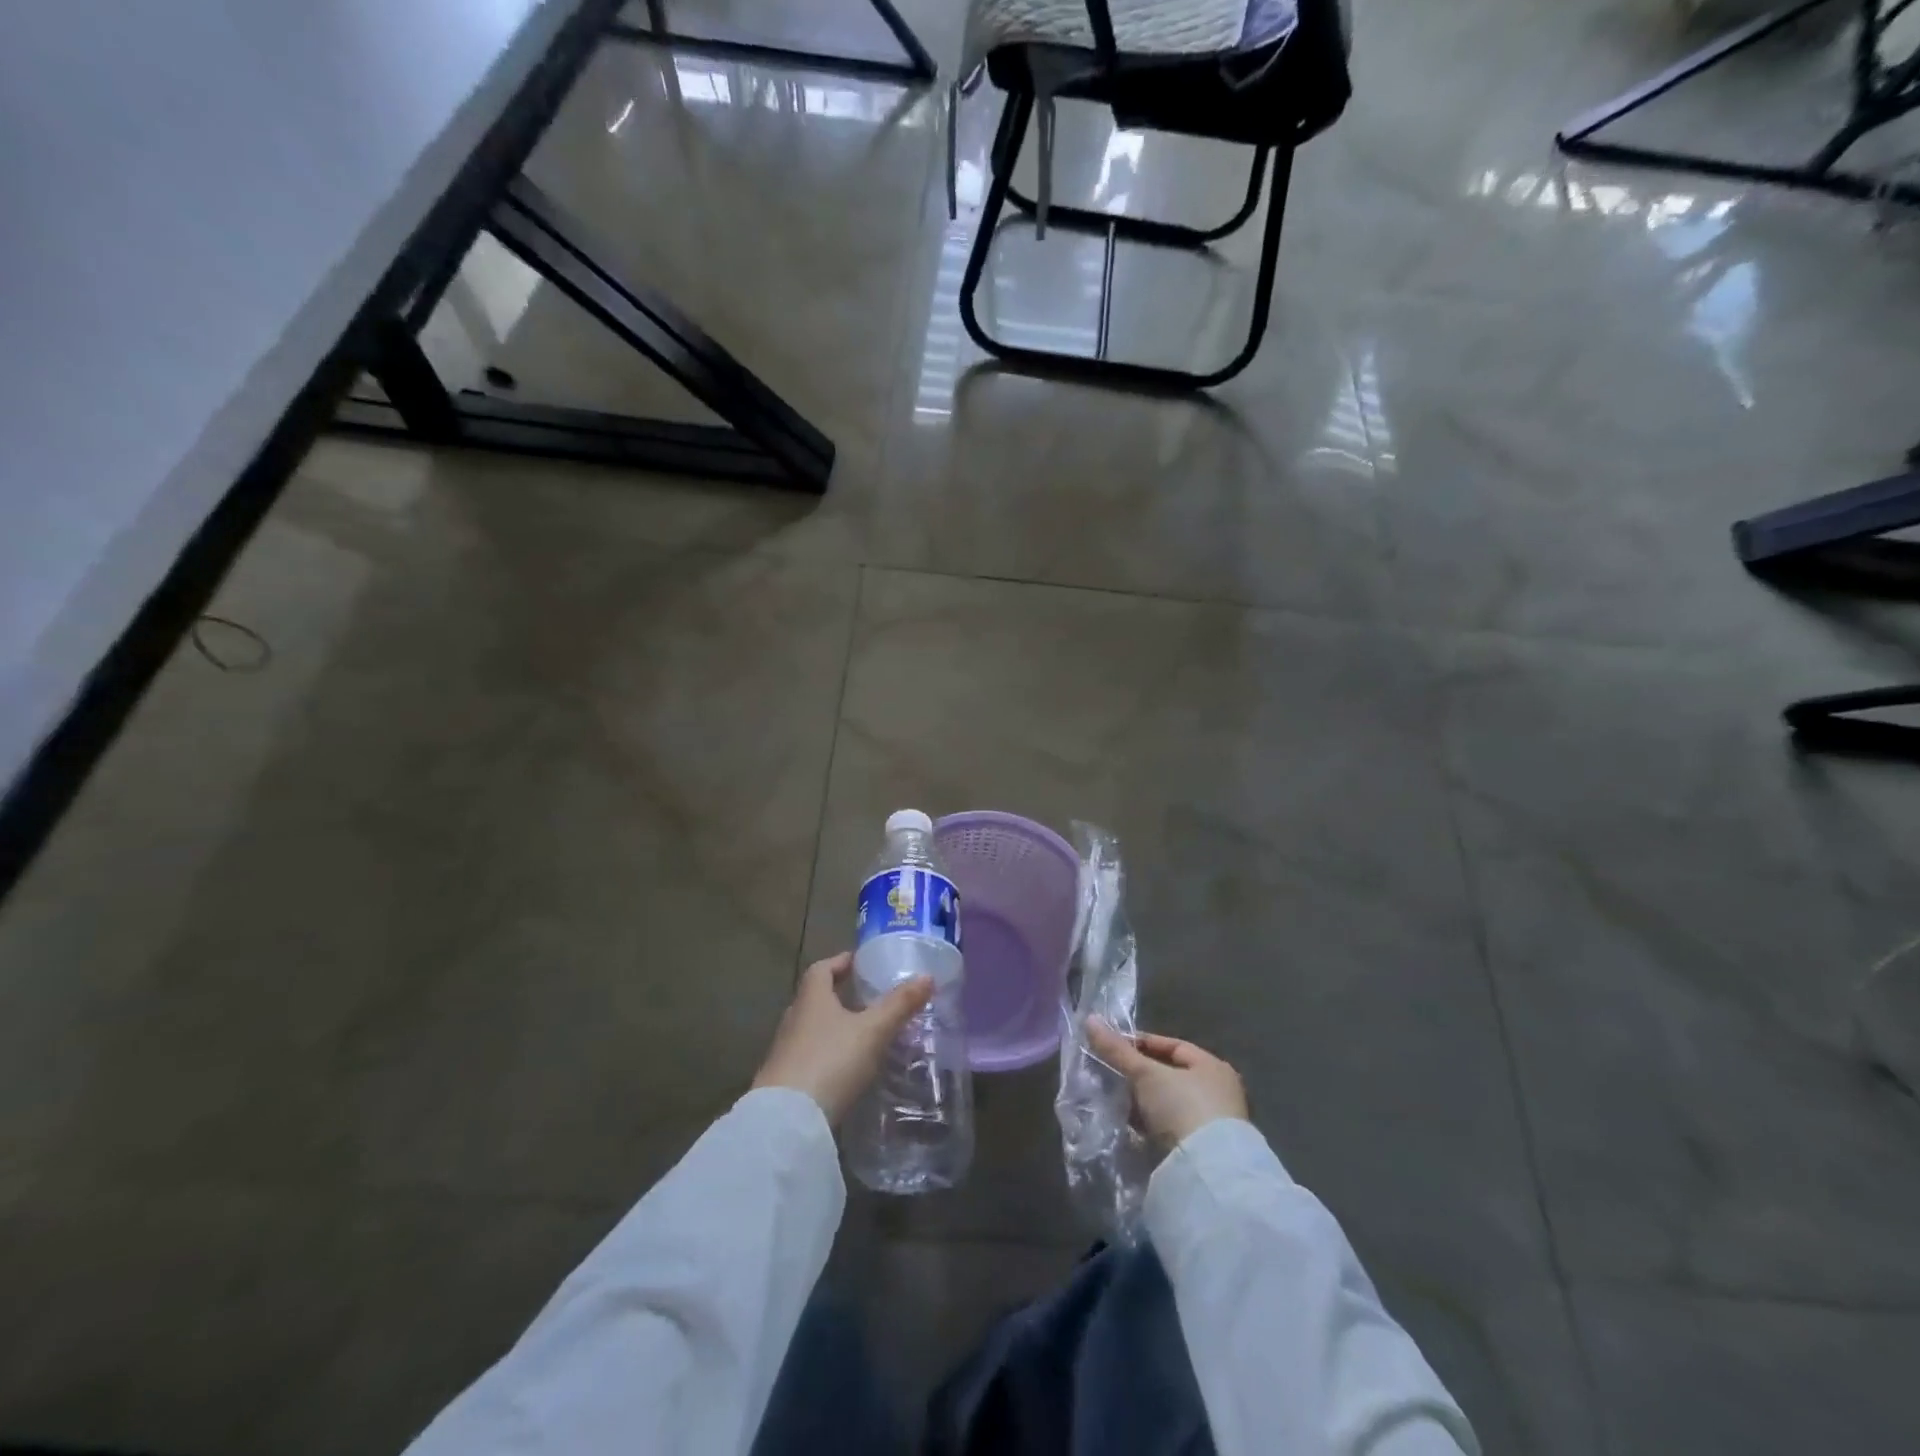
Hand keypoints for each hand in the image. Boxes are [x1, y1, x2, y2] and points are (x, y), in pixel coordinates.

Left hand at [754, 952, 932, 1125]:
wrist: (786, 1121)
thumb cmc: (830, 1062)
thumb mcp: (872, 1031)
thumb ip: (899, 1005)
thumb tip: (927, 976)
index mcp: (812, 998)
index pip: (822, 968)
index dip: (841, 961)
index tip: (860, 962)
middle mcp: (794, 1019)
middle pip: (816, 998)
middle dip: (840, 995)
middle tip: (868, 998)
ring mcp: (785, 1052)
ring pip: (813, 1028)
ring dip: (834, 1026)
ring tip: (864, 1033)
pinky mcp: (785, 1081)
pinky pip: (810, 1056)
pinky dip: (828, 1054)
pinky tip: (846, 1068)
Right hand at [1085, 1017, 1248, 1149]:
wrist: (1206, 1171)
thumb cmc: (1181, 1107)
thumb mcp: (1146, 1074)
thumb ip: (1118, 1050)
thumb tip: (1090, 1020)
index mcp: (1212, 1066)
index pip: (1172, 1046)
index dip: (1141, 1043)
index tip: (1113, 1047)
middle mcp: (1217, 1091)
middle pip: (1169, 1075)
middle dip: (1139, 1075)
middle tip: (1110, 1073)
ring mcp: (1210, 1123)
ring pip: (1167, 1102)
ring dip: (1143, 1101)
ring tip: (1115, 1099)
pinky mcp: (1201, 1149)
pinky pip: (1169, 1126)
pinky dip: (1150, 1123)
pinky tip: (1130, 1124)